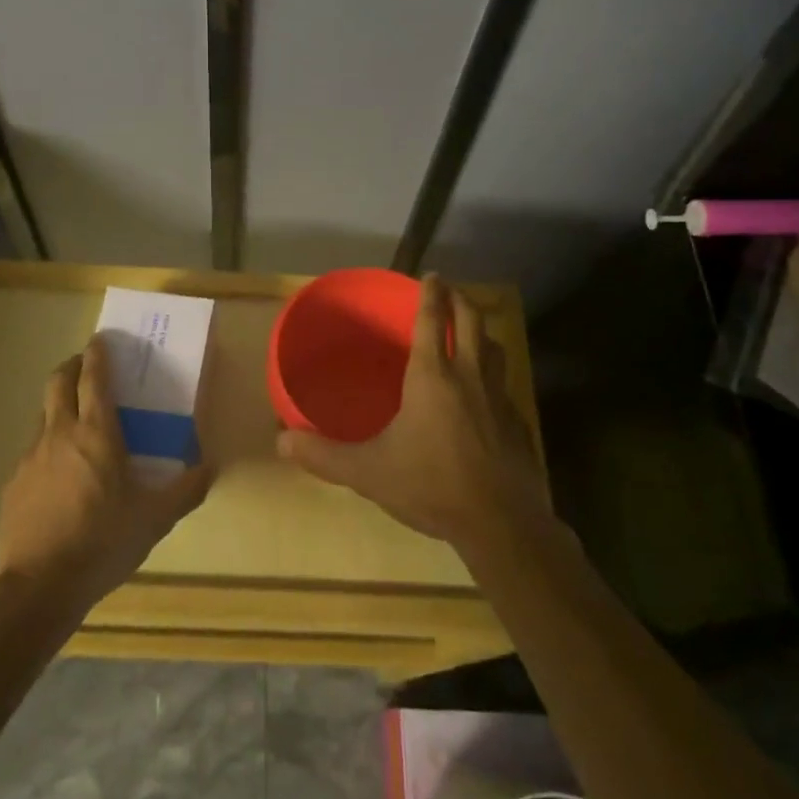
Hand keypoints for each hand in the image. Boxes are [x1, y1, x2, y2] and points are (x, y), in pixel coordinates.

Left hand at [0, 334, 212, 608]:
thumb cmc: (103, 542)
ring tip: (76, 419)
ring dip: (59, 404)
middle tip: (85, 364)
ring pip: (43, 414)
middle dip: (71, 365)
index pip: (93, 379)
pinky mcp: (14, 483)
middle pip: (58, 382)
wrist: (40, 586)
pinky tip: (59, 472)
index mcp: (97, 434)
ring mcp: (31, 457)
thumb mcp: (155, 518)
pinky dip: (48, 444)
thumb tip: (210, 467)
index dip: (97, 355)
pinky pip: (33, 450)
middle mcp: (60, 434)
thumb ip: (186, 489)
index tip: (101, 339)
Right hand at [278, 275, 550, 554]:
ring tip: (472, 328)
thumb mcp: (368, 471)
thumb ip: (324, 455)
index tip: (431, 276)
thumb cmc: (430, 485)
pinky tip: (489, 391)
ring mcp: (499, 398)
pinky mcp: (517, 423)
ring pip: (494, 348)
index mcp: (432, 376)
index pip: (432, 321)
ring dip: (482, 330)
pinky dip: (496, 372)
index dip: (431, 295)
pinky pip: (506, 383)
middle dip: (460, 300)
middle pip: (470, 322)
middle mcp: (469, 376)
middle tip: (450, 290)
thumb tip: (282, 440)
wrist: (499, 523)